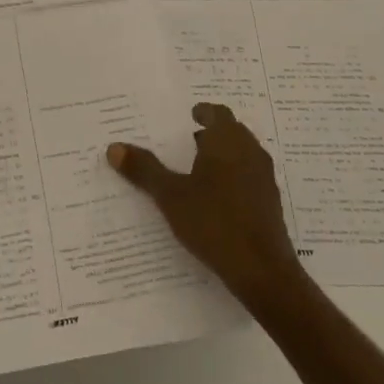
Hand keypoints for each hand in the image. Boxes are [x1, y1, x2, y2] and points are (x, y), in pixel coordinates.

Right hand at [108, 103, 303, 308]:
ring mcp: (264, 178)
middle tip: (185, 140)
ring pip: (242, 155)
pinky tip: (214, 199)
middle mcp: (250, 152)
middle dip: (211, 134)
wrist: (262, 271)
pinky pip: (248, 177)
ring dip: (222, 156)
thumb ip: (144, 170)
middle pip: (232, 132)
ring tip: (196, 169)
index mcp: (228, 141)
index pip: (218, 113)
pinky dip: (231, 178)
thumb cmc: (214, 222)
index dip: (203, 112)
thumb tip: (114, 147)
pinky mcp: (270, 203)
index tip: (189, 116)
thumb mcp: (171, 196)